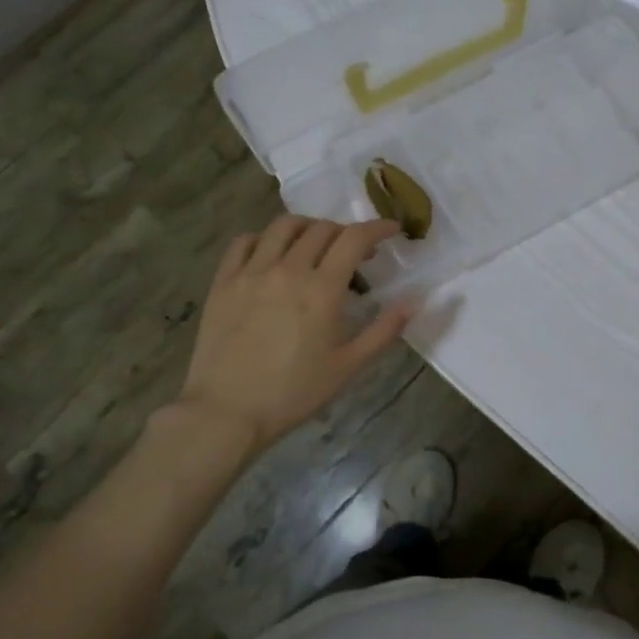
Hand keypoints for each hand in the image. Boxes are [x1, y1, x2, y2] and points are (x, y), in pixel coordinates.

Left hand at [174, 215, 412, 451]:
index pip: (354, 238)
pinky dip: (264, 238)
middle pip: (322, 229)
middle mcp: (287, 270)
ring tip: (316, 244)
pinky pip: (244, 242)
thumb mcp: (348, 366)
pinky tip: (272, 254)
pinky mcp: (224, 281)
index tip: (392, 229)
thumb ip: (384, 330)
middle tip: (357, 252)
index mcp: (322, 290)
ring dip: (308, 227)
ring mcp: (251, 272)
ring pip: (283, 226)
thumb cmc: (294, 392)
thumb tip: (415, 301)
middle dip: (346, 232)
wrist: (228, 412)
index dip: (378, 227)